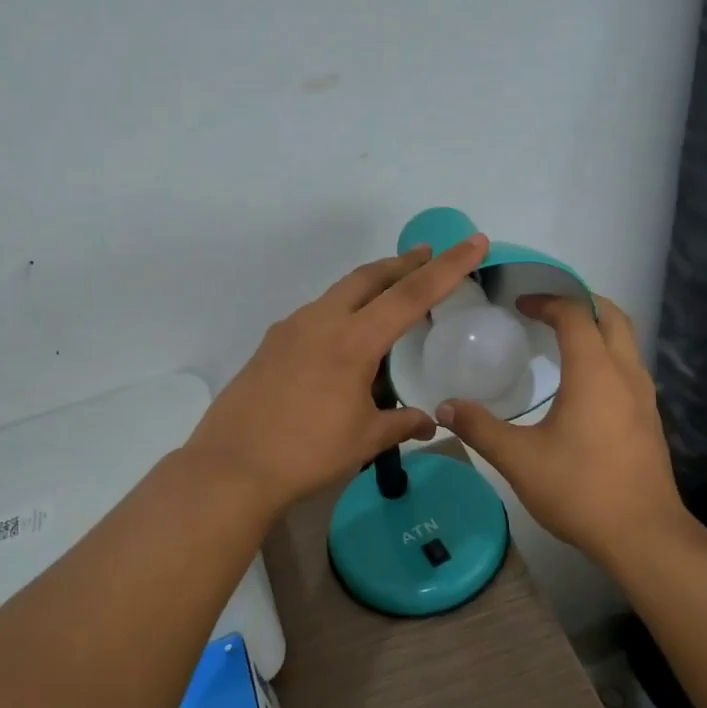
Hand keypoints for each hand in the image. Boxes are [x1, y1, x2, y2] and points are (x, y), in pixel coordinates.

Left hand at [186, 235, 491, 512]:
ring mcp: (289, 330)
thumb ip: (401, 424)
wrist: (232, 466)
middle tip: (428, 256)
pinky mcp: (270, 345)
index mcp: (352, 340)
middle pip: (369, 277)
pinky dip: (341, 310)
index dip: (448, 267)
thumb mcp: (364, 439)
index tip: (474, 241)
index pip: (411, 295)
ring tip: (389, 294)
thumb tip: (429, 422)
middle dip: (403, 264)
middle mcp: (320, 322)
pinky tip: (344, 337)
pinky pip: (315, 315)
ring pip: (338, 292)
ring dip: (369, 285)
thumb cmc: (307, 452)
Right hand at [435, 295, 685, 564]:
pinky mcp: (649, 419)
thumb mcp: (518, 459)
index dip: (547, 301)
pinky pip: (629, 368)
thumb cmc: (579, 489)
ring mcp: (644, 397)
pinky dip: (606, 355)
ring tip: (562, 339)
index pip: (575, 314)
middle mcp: (625, 374)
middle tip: (547, 308)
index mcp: (594, 372)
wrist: (642, 534)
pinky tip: (583, 384)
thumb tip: (444, 407)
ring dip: (597, 329)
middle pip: (611, 317)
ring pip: (626, 342)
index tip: (519, 304)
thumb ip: (480, 428)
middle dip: (580, 303)